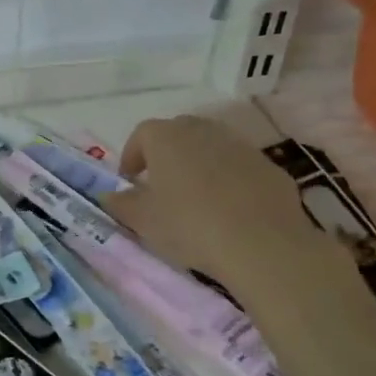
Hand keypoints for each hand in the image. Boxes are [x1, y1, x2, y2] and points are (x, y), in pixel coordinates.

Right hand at [102, 114, 332, 286]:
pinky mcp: (268, 166)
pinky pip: (240, 166)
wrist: (263, 244)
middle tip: (162, 185)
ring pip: (211, 147)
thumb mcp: (143, 221)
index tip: (130, 180)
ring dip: (200, 165)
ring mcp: (239, 145)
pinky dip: (230, 180)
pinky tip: (231, 209)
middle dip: (166, 154)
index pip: (142, 134)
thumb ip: (121, 204)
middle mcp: (202, 130)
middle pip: (178, 133)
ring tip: (197, 198)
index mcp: (166, 138)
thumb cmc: (190, 226)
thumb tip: (107, 195)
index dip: (132, 156)